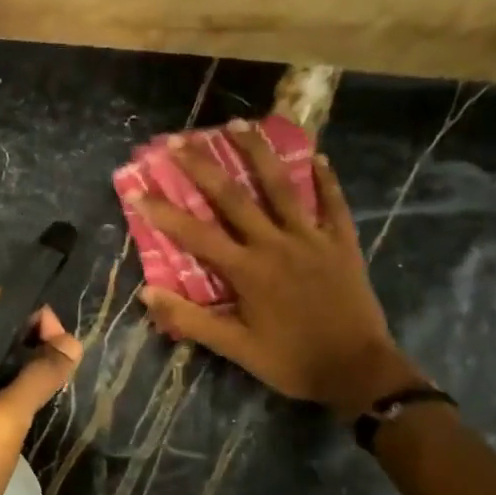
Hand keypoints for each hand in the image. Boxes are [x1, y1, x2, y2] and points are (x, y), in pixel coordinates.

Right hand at [130, 122, 418, 415]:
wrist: (358, 371)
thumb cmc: (291, 361)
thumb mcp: (235, 348)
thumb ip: (191, 320)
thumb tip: (147, 294)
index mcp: (247, 270)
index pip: (195, 234)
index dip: (163, 211)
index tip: (137, 190)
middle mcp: (276, 243)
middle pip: (233, 196)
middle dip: (202, 166)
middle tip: (179, 139)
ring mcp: (312, 238)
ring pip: (281, 186)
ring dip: (257, 153)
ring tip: (238, 123)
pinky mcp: (342, 243)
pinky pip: (333, 204)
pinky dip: (325, 180)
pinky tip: (317, 157)